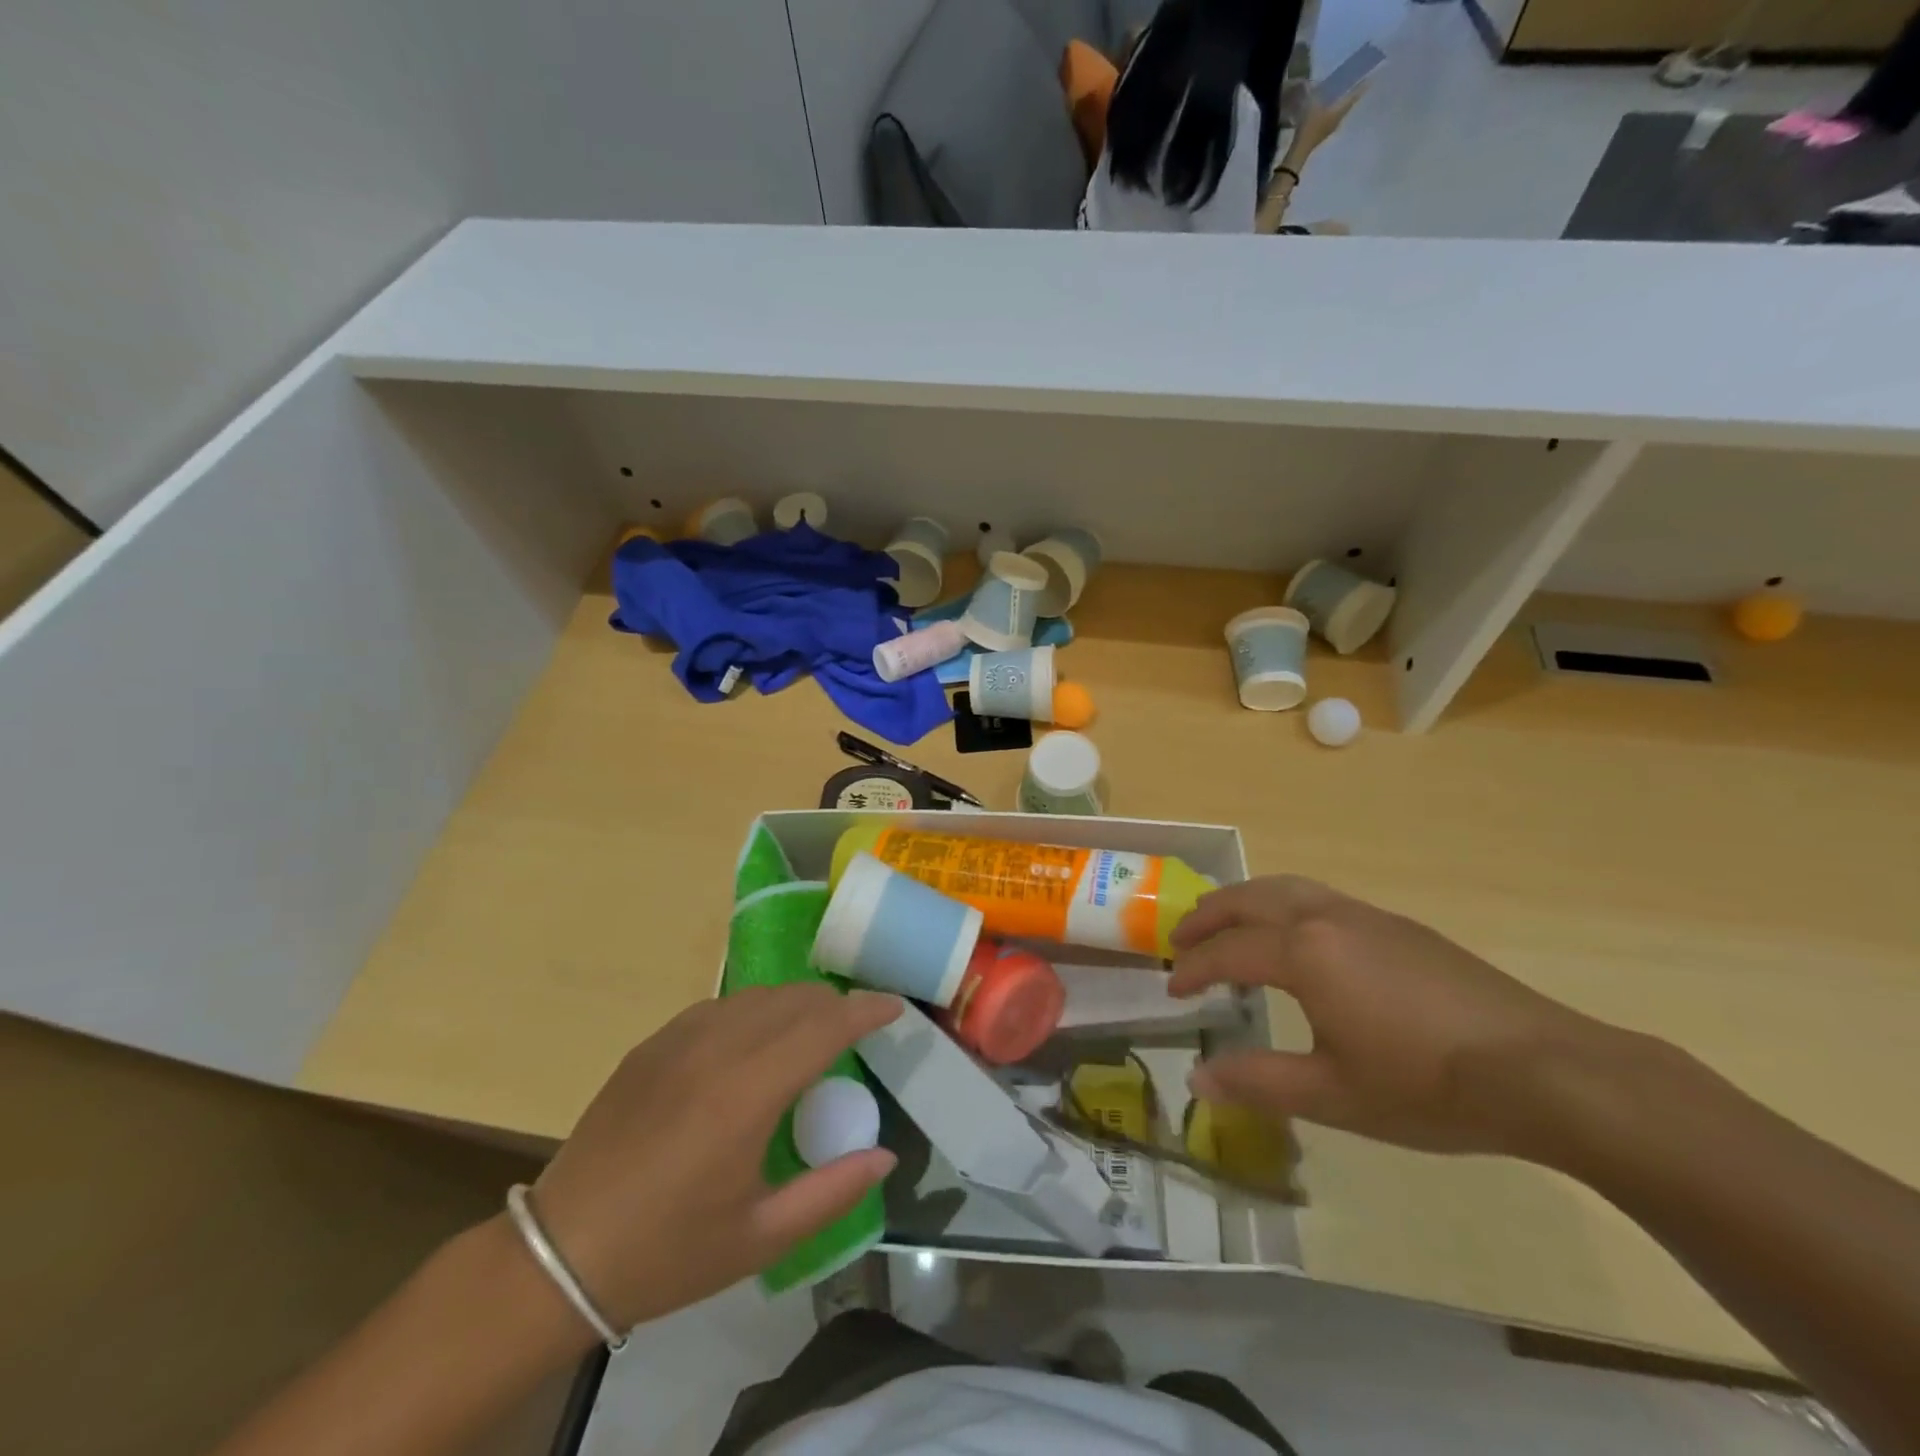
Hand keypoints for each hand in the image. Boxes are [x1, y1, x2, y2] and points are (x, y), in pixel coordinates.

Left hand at [527, 984, 900, 1330]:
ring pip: (756, 997)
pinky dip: (753, 1011)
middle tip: (857, 1029)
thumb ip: (832, 1191)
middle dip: (835, 1005)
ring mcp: (678, 1041)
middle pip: (794, 1000)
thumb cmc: (668, 1253)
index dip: (865, 1010)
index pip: (823, 1027)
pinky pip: (719, 1007)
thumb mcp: (761, 1237)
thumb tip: (885, 1155)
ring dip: (795, 1004)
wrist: (560, 1254)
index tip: (894, 1007)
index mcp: (747, 1094)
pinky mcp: (651, 1044)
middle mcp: (716, 1050)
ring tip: (811, 1032)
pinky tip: (754, 1041)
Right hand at [1170, 877, 1603, 1156]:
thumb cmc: (1429, 1086)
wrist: (1545, 1071)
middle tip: (1181, 940)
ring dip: (1244, 901)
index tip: (1172, 990)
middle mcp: (1327, 918)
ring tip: (1226, 925)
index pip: (1228, 952)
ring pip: (1286, 888)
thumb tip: (1197, 1078)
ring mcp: (1367, 915)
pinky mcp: (1399, 926)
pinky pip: (1320, 898)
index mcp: (1305, 953)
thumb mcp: (1334, 1096)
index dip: (1193, 970)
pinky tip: (1296, 939)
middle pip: (1249, 899)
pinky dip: (1283, 905)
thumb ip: (1258, 1081)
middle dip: (1208, 916)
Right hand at [1290, 84, 1365, 159]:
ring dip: (1342, 104)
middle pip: (1348, 104)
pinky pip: (1332, 119)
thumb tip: (1311, 82)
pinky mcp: (1324, 134)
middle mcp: (1339, 118)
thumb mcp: (1311, 104)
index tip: (1371, 79)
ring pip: (1340, 112)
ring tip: (1342, 96)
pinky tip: (1328, 109)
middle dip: (1352, 95)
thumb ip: (1312, 92)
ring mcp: (1332, 128)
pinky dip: (1333, 112)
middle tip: (1356, 85)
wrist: (1301, 149)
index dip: (1362, 87)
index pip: (1354, 96)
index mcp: (1340, 110)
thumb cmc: (1309, 125)